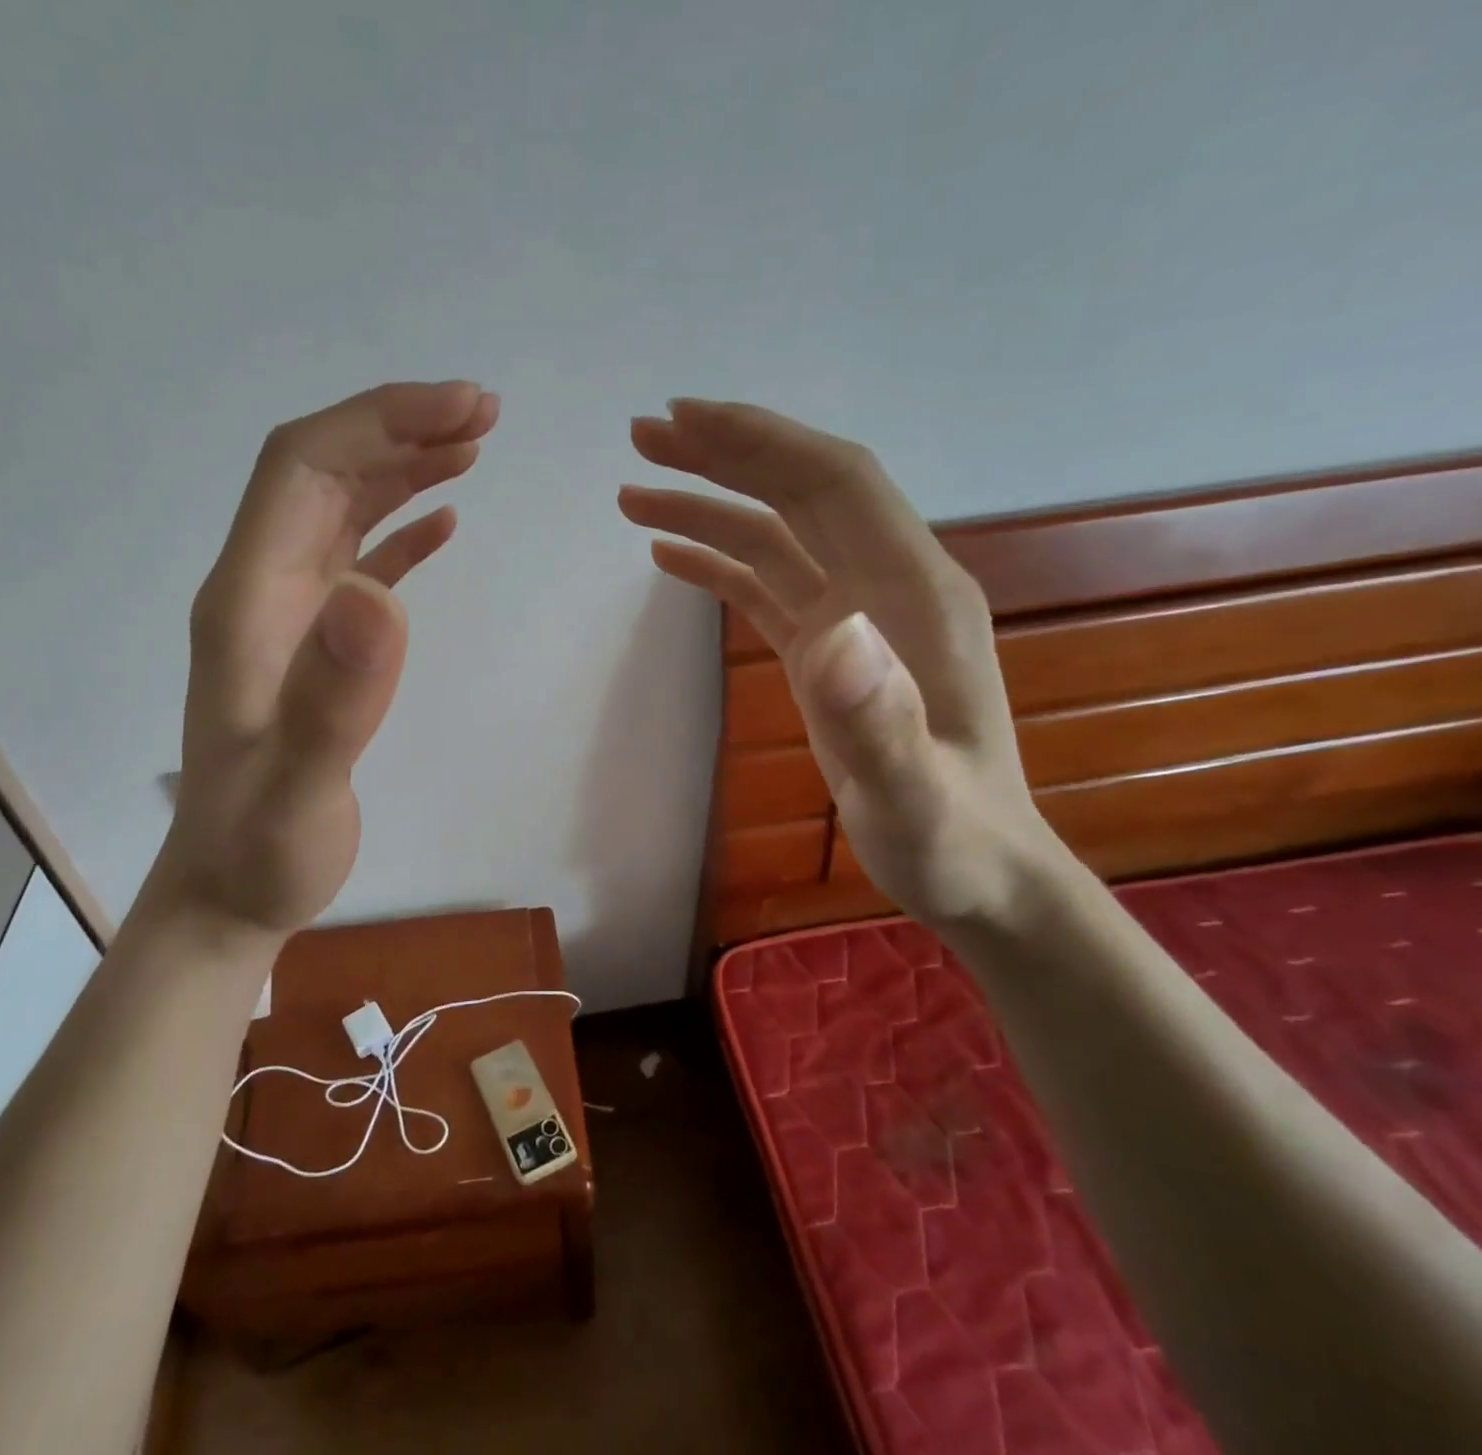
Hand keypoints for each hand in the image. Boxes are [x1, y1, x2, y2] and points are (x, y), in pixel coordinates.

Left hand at [151, 380, 498, 939]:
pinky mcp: (314, 646)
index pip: (303, 469)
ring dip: (403, 466)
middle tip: (485, 414)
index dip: (378, 422)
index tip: (461, 412)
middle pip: (322, 472)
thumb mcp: (298, 791)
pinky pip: (357, 561)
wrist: (227, 894)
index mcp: (247, 602)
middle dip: (399, 426)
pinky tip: (443, 520)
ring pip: (341, 508)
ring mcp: (287, 616)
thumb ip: (333, 700)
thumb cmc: (259, 851)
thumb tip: (381, 596)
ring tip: (473, 445)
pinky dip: (400, 529)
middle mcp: (260, 591)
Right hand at [619, 399, 1057, 928]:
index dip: (763, 442)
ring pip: (777, 536)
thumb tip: (831, 633)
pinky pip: (769, 586)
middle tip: (643, 437)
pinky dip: (719, 564)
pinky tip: (669, 558)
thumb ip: (880, 720)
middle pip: (802, 492)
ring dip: (709, 507)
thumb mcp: (916, 798)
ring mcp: (858, 618)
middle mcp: (888, 587)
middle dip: (724, 455)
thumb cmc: (952, 841)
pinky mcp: (832, 650)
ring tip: (633, 497)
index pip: (836, 485)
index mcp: (915, 597)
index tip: (685, 421)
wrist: (981, 873)